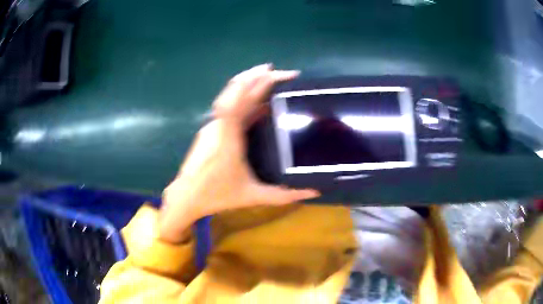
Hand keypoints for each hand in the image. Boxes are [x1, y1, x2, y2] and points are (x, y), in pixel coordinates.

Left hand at [159, 64, 320, 242]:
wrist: (186, 197)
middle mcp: (218, 125)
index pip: (237, 101)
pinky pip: (229, 106)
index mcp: (228, 137)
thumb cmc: (217, 195)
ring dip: (251, 84)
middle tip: (286, 74)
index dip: (251, 83)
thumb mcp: (254, 196)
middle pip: (236, 92)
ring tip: (272, 78)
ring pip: (231, 97)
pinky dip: (245, 97)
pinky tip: (259, 101)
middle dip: (260, 78)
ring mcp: (212, 125)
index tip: (271, 72)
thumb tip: (313, 192)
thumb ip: (284, 195)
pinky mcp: (211, 129)